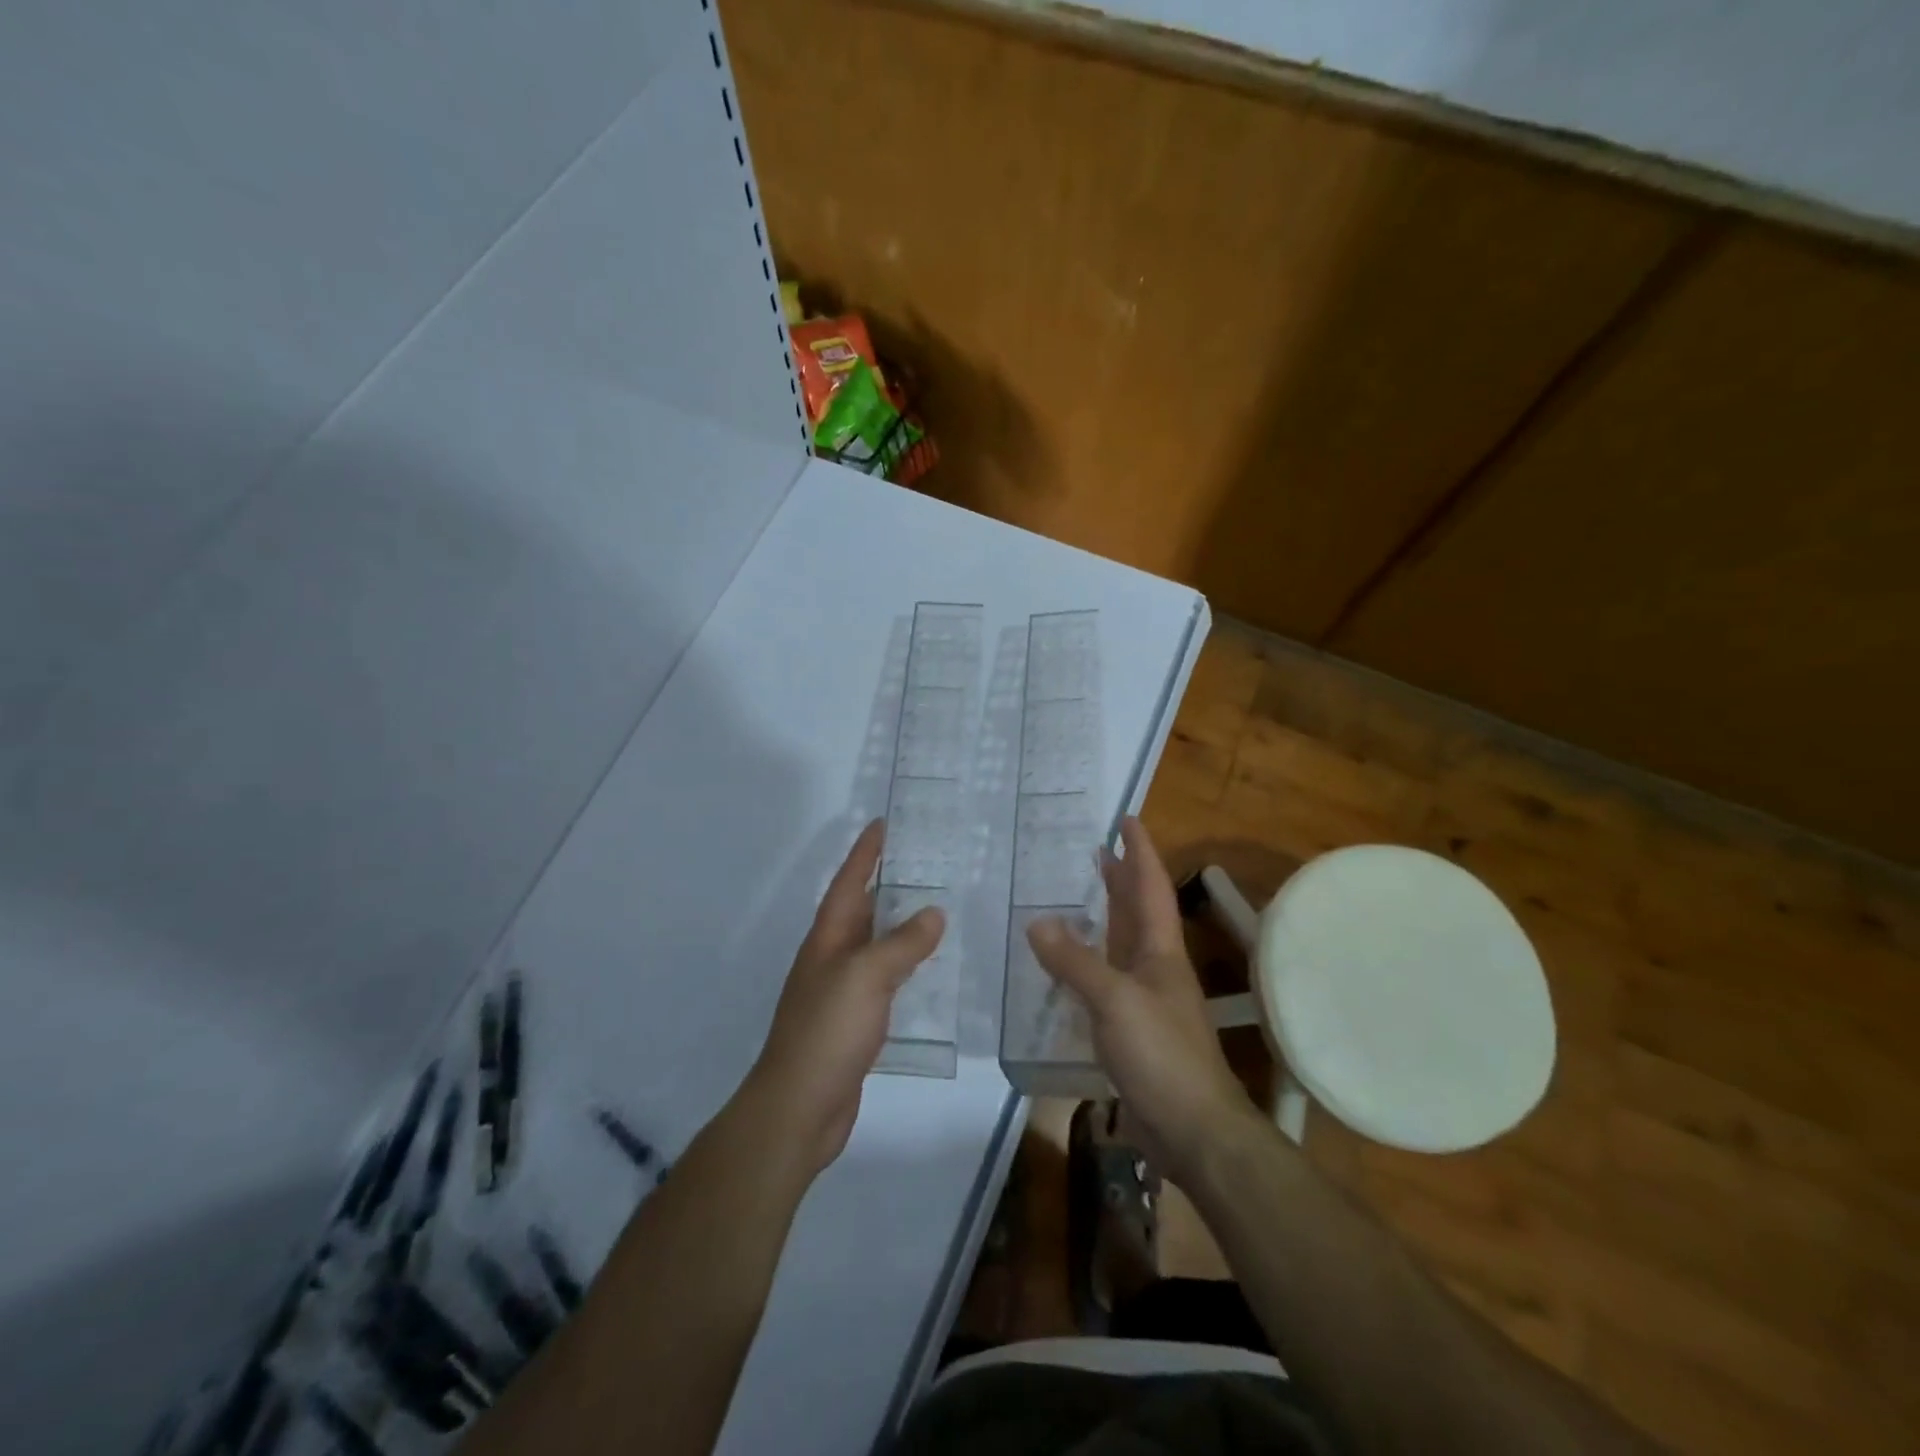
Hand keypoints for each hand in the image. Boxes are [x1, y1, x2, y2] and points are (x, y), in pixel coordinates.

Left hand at [744, 820, 944, 1179]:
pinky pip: (885, 980)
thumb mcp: (865, 977)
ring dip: (900, 926)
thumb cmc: (827, 1031)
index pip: (849, 883)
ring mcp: (842, 991)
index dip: (865, 853)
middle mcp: (832, 958)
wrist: (799, 1107)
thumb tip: (933, 913)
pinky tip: (929, 969)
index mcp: (828, 939)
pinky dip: (906, 967)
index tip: (883, 824)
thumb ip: (901, 944)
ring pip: (875, 946)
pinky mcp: (855, 1022)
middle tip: (926, 862)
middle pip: (862, 910)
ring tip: (937, 907)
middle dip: (888, 884)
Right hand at [1027, 817, 1254, 1181]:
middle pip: (1138, 911)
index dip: (1141, 852)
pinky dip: (1087, 963)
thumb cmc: (1162, 1055)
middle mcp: (1156, 968)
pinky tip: (1067, 965)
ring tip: (1077, 897)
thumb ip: (1075, 962)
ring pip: (1122, 945)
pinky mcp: (1132, 1030)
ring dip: (1104, 917)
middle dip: (1121, 879)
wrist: (1194, 1130)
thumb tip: (1037, 922)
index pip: (1151, 887)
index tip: (1127, 820)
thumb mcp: (1114, 1001)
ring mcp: (1145, 1000)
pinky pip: (1105, 981)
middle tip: (1096, 850)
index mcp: (1161, 951)